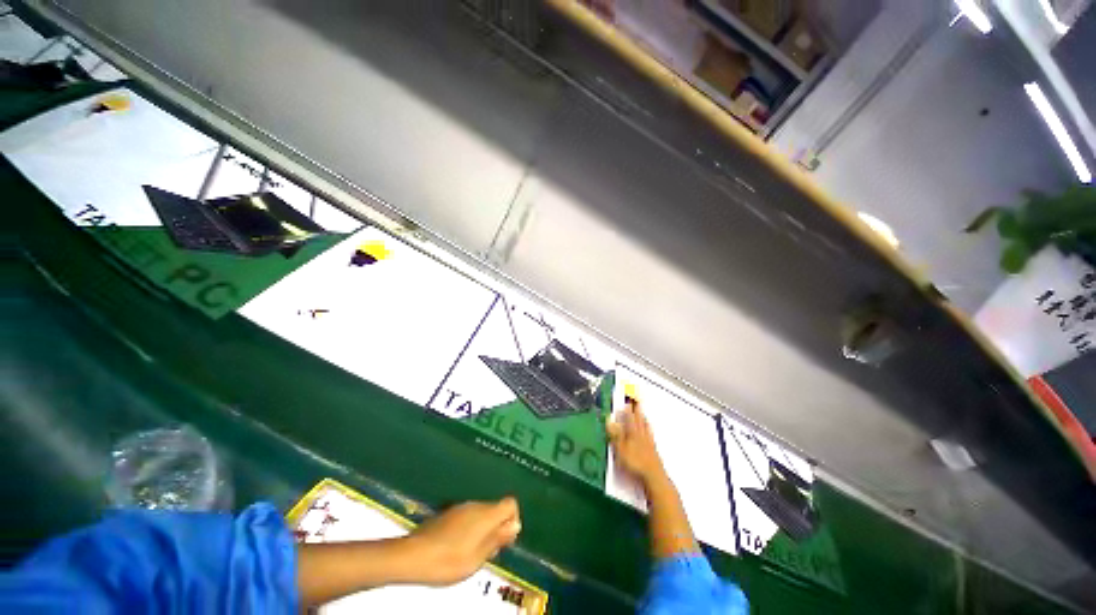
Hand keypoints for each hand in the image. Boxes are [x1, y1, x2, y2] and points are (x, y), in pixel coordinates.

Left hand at [402, 497, 520, 585]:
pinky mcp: (448, 513)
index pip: (510, 503)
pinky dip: (469, 529)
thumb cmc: (448, 560)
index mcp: (486, 514)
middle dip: (497, 528)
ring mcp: (461, 507)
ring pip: (481, 514)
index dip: (513, 520)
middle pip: (496, 509)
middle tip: (487, 553)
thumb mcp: (478, 558)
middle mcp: (476, 505)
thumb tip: (515, 525)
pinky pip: (468, 516)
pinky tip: (457, 548)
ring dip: (483, 530)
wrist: (413, 555)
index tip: (505, 540)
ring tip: (471, 554)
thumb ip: (498, 539)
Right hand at [607, 400, 666, 485]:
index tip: (626, 400)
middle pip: (639, 419)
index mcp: (632, 433)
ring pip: (645, 426)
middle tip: (636, 400)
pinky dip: (649, 429)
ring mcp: (648, 442)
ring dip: (643, 418)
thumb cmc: (634, 463)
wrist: (653, 476)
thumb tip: (609, 419)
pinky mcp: (653, 450)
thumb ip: (615, 434)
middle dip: (637, 410)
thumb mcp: (620, 449)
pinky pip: (650, 434)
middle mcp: (641, 435)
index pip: (629, 418)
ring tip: (642, 412)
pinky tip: (649, 429)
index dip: (627, 409)